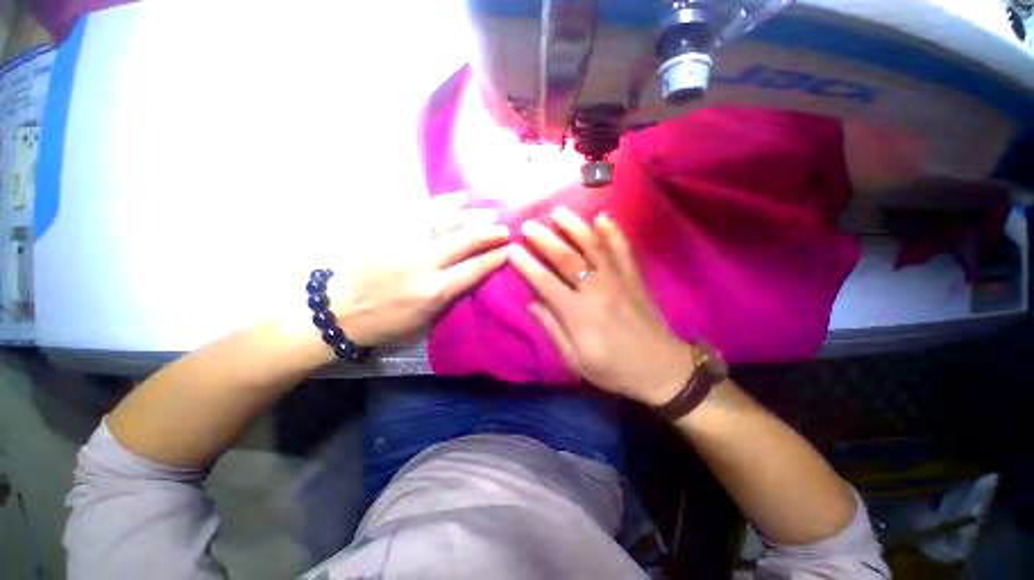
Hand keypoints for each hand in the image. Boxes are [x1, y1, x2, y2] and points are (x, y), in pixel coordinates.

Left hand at [328, 192, 508, 346]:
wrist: (335, 311)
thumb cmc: (384, 323)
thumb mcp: (425, 323)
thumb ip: (450, 299)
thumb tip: (471, 279)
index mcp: (434, 291)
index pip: (475, 269)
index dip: (495, 258)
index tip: (509, 251)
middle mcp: (424, 263)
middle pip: (465, 241)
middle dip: (490, 233)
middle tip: (506, 230)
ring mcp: (405, 242)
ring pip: (447, 221)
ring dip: (473, 216)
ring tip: (491, 213)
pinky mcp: (389, 230)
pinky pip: (421, 210)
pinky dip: (444, 203)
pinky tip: (460, 199)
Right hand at [509, 207, 694, 405]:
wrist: (661, 370)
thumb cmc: (614, 369)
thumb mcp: (575, 360)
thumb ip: (553, 329)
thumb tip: (533, 303)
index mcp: (579, 314)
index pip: (545, 283)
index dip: (526, 265)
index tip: (511, 249)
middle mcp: (597, 290)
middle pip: (567, 258)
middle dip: (545, 239)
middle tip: (528, 224)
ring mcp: (619, 280)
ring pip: (594, 246)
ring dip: (574, 227)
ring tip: (558, 211)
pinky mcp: (635, 277)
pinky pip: (623, 249)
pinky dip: (613, 231)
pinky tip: (602, 216)